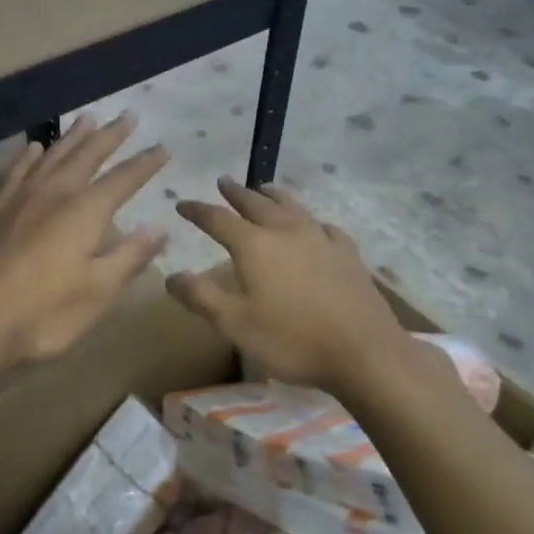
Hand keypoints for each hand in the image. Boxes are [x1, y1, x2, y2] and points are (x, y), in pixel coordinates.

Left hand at [0, 114, 168, 370]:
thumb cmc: (46, 314)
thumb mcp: (100, 291)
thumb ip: (130, 255)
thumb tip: (158, 228)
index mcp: (85, 212)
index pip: (124, 179)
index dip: (145, 163)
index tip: (163, 148)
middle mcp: (54, 194)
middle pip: (87, 155)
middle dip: (110, 135)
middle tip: (127, 115)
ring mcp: (20, 199)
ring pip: (52, 156)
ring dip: (73, 137)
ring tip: (87, 119)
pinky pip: (16, 172)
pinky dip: (29, 157)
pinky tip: (34, 148)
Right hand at [167, 177, 407, 391]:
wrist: (363, 351)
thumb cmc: (291, 339)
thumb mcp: (234, 324)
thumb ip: (200, 297)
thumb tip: (170, 276)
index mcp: (254, 245)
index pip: (217, 219)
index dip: (197, 211)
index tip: (182, 204)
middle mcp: (285, 231)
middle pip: (256, 203)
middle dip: (236, 193)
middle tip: (223, 182)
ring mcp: (320, 238)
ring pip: (292, 206)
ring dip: (273, 195)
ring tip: (264, 188)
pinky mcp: (347, 252)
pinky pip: (323, 226)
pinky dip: (310, 219)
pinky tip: (314, 225)